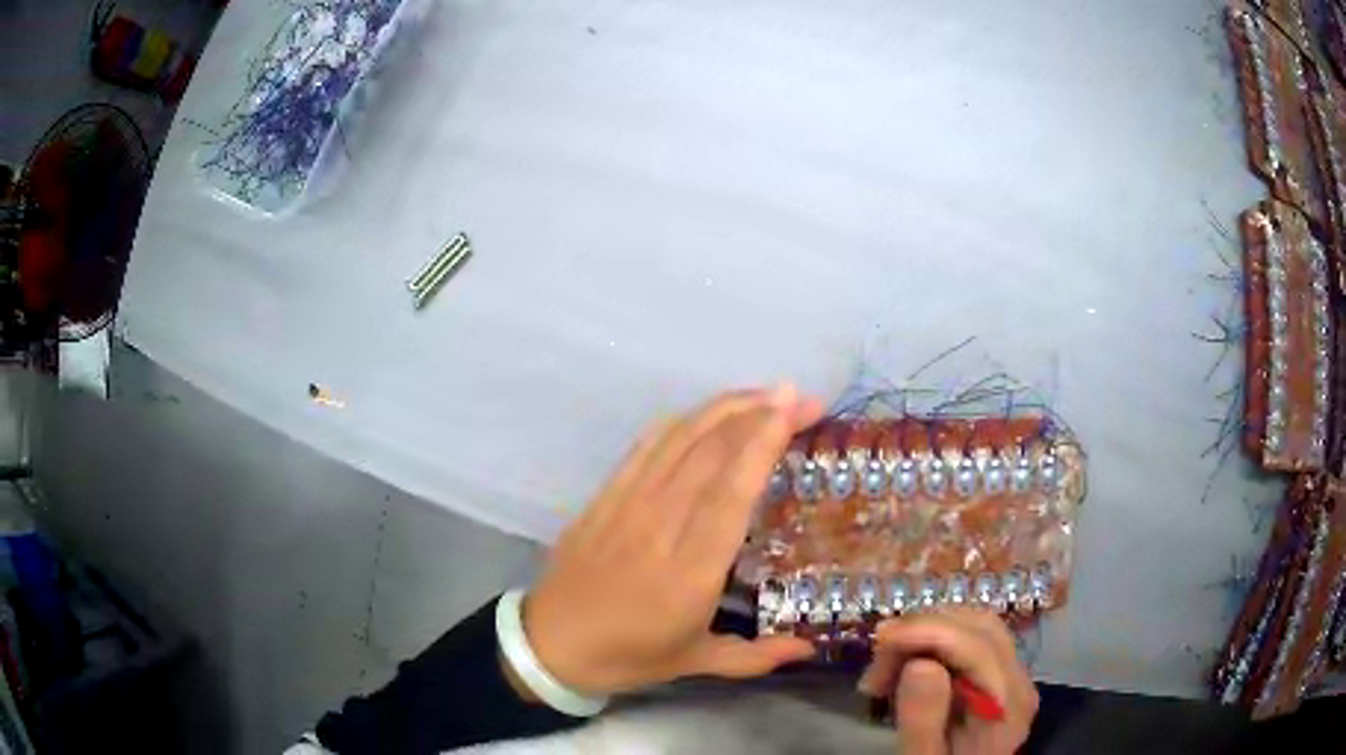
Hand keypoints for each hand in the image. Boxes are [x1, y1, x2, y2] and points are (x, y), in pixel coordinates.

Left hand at [520, 385, 824, 695]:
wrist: (551, 645)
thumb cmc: (628, 656)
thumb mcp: (696, 662)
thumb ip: (758, 656)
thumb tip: (810, 650)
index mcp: (690, 572)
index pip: (731, 492)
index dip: (763, 443)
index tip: (796, 412)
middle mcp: (660, 526)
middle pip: (710, 453)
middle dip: (758, 414)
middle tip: (799, 397)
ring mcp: (627, 505)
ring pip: (679, 440)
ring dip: (723, 408)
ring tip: (763, 394)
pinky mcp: (605, 496)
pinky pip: (645, 447)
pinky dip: (681, 421)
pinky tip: (707, 412)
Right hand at [858, 610, 1037, 754]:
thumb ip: (924, 720)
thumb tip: (918, 664)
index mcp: (1008, 705)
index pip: (978, 647)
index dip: (930, 631)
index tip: (881, 639)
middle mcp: (1019, 680)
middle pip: (980, 627)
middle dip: (925, 629)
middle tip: (877, 659)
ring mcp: (1011, 675)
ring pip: (975, 626)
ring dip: (927, 633)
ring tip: (886, 666)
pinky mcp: (996, 675)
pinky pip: (971, 640)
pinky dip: (934, 641)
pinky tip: (906, 665)